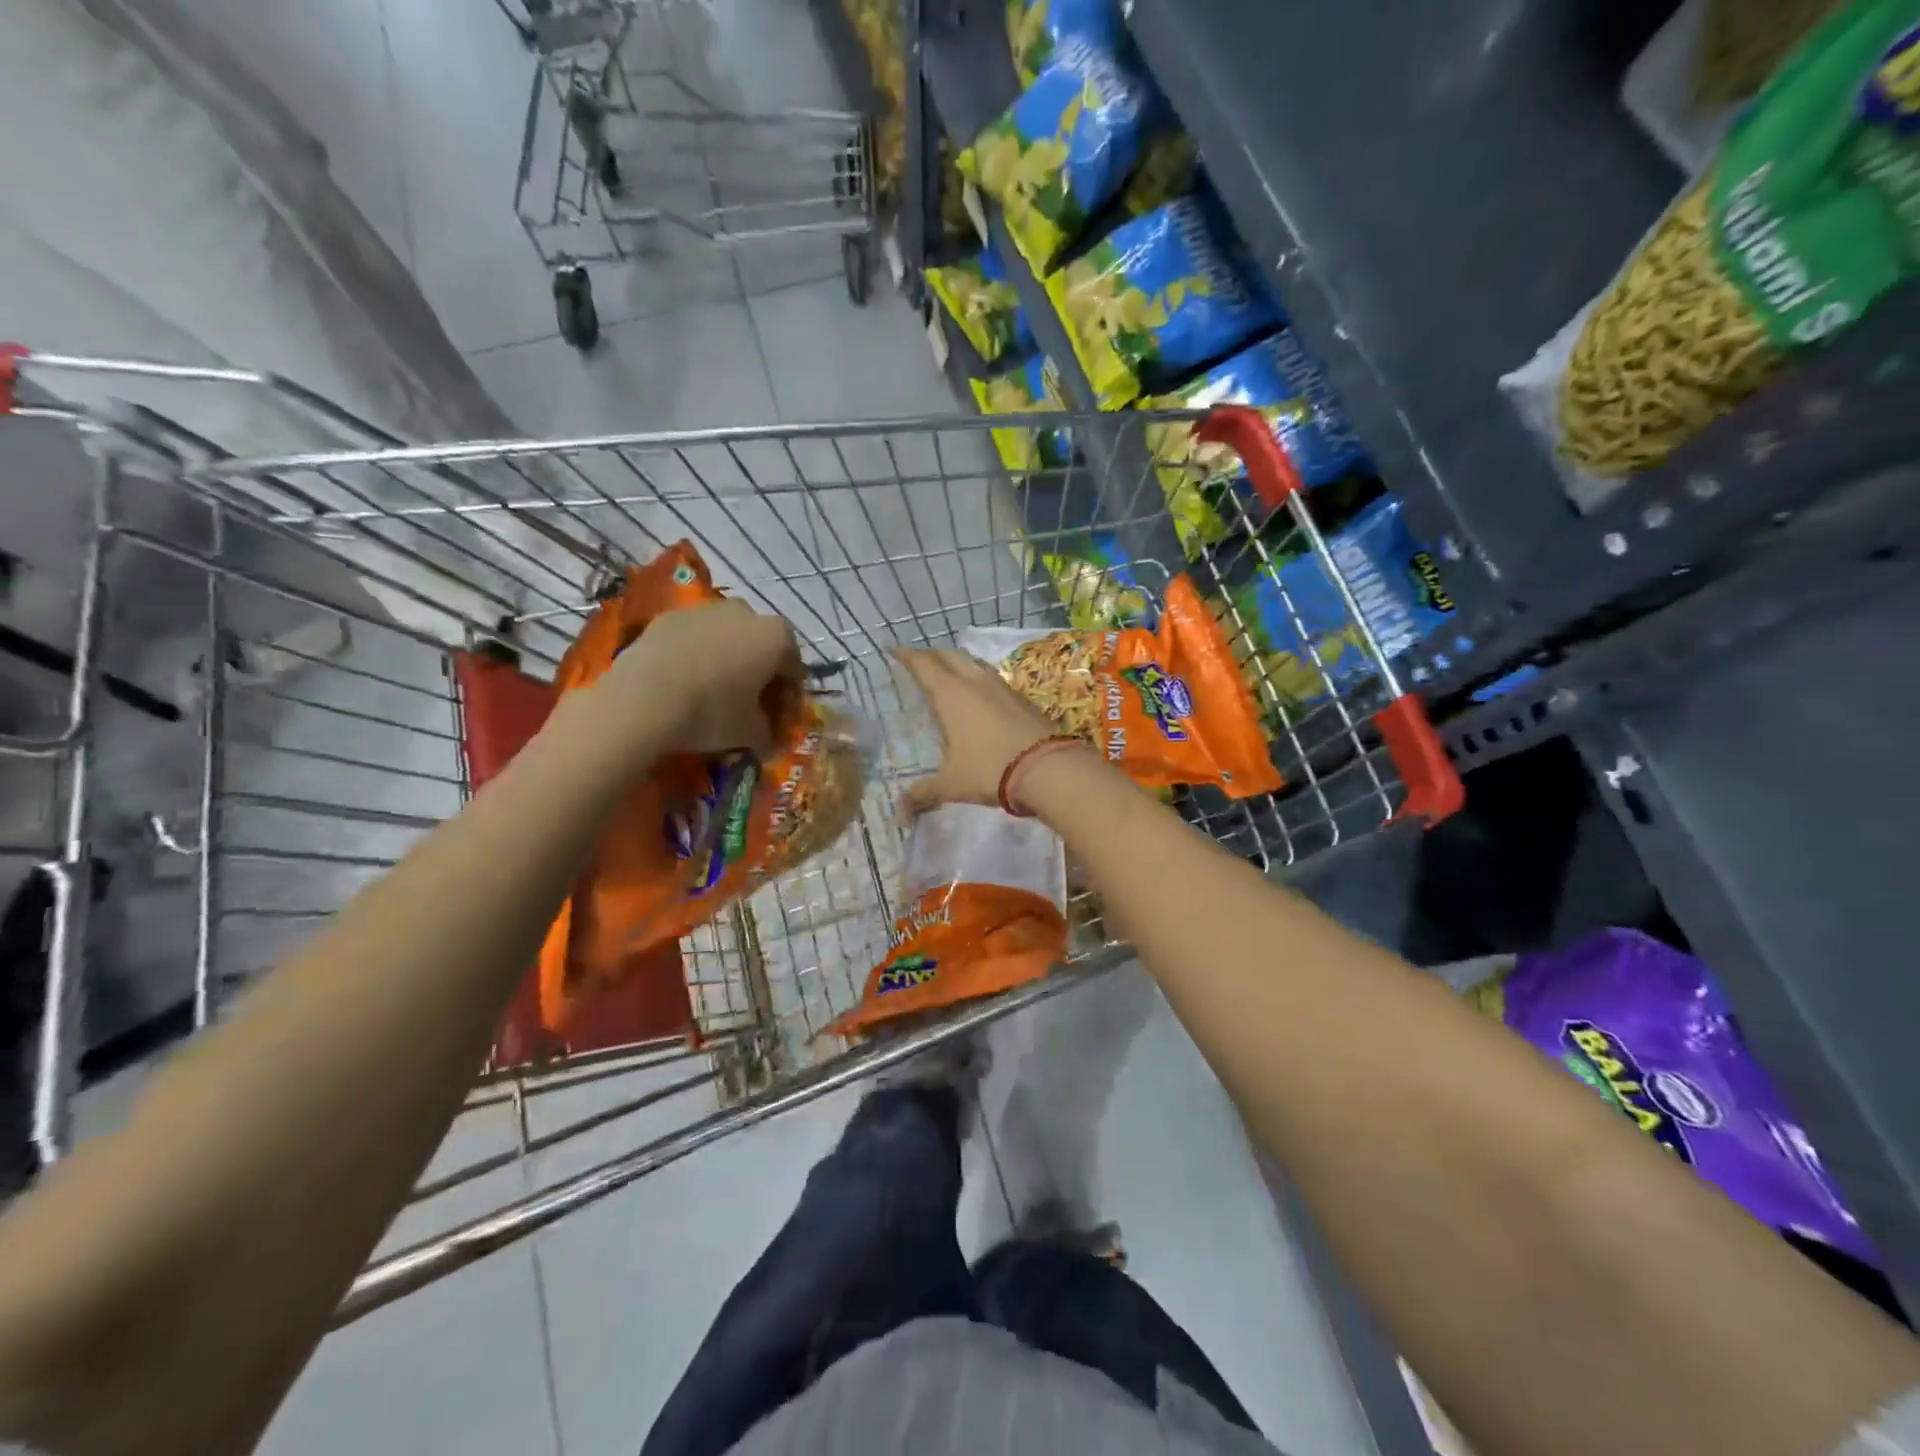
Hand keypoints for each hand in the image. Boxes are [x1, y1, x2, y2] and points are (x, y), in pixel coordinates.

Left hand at [597, 599, 801, 758]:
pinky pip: (694, 636)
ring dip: (727, 658)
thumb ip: (767, 733)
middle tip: (747, 702)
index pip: (793, 668)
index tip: (776, 717)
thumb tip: (767, 740)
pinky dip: (695, 654)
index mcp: (777, 637)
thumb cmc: (711, 713)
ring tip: (712, 689)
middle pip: (761, 644)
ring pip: (726, 635)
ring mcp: (705, 609)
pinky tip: (683, 680)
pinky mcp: (669, 616)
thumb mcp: (751, 734)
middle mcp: (746, 612)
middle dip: (759, 670)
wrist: (643, 700)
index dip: (788, 695)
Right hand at [894, 646, 1062, 813]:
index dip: (907, 655)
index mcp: (951, 694)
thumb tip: (900, 812)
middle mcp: (974, 681)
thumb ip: (924, 793)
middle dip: (931, 654)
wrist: (1048, 768)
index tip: (894, 650)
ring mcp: (1001, 686)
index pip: (923, 664)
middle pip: (949, 655)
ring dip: (957, 663)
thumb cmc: (990, 769)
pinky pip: (992, 678)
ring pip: (973, 662)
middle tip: (918, 662)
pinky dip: (978, 678)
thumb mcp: (952, 784)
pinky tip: (979, 696)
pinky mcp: (1021, 697)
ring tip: (948, 674)